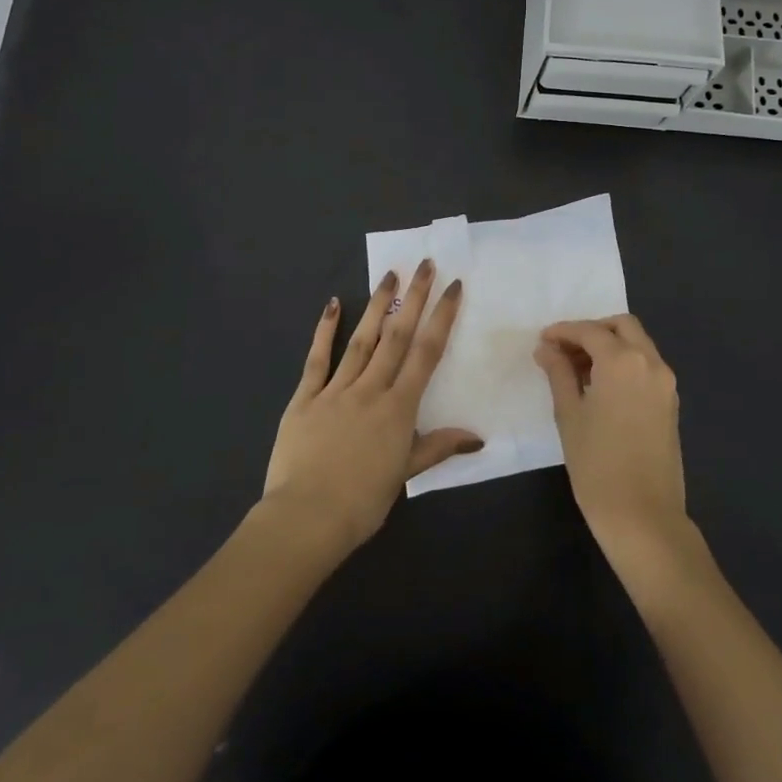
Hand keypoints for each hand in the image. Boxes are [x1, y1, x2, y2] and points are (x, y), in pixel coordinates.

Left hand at [262, 260, 479, 558]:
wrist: (306, 517)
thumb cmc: (362, 502)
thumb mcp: (405, 474)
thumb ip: (437, 447)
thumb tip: (477, 436)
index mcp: (399, 408)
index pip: (426, 353)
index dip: (442, 317)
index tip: (453, 287)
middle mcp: (371, 389)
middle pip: (397, 336)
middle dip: (413, 298)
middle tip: (424, 264)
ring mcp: (335, 390)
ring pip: (362, 340)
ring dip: (377, 306)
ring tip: (388, 275)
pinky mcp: (304, 398)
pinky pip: (316, 359)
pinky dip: (325, 330)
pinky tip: (332, 304)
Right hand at [534, 315, 687, 562]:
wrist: (643, 516)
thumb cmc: (597, 465)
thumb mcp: (569, 415)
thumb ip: (559, 374)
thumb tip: (547, 349)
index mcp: (623, 361)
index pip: (590, 331)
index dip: (563, 332)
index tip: (542, 341)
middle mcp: (650, 363)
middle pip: (622, 326)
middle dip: (592, 331)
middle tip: (564, 350)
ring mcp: (665, 383)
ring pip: (638, 344)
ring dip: (609, 346)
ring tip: (577, 370)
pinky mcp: (670, 403)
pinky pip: (646, 366)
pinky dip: (624, 363)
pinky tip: (600, 387)